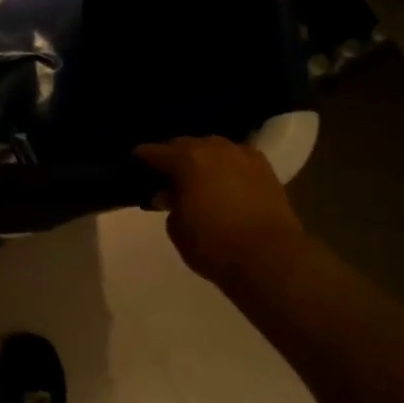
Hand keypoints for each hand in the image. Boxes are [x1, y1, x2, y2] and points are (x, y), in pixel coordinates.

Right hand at [135, 136, 307, 287]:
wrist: (269, 258)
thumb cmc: (214, 245)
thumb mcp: (177, 229)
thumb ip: (170, 205)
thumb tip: (170, 195)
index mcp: (188, 160)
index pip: (156, 152)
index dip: (142, 157)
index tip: (134, 164)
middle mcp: (216, 149)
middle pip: (187, 144)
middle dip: (174, 156)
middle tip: (164, 173)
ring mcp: (244, 156)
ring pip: (215, 148)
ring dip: (202, 158)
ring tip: (195, 175)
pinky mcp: (266, 170)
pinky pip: (238, 158)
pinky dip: (226, 164)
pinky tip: (223, 178)